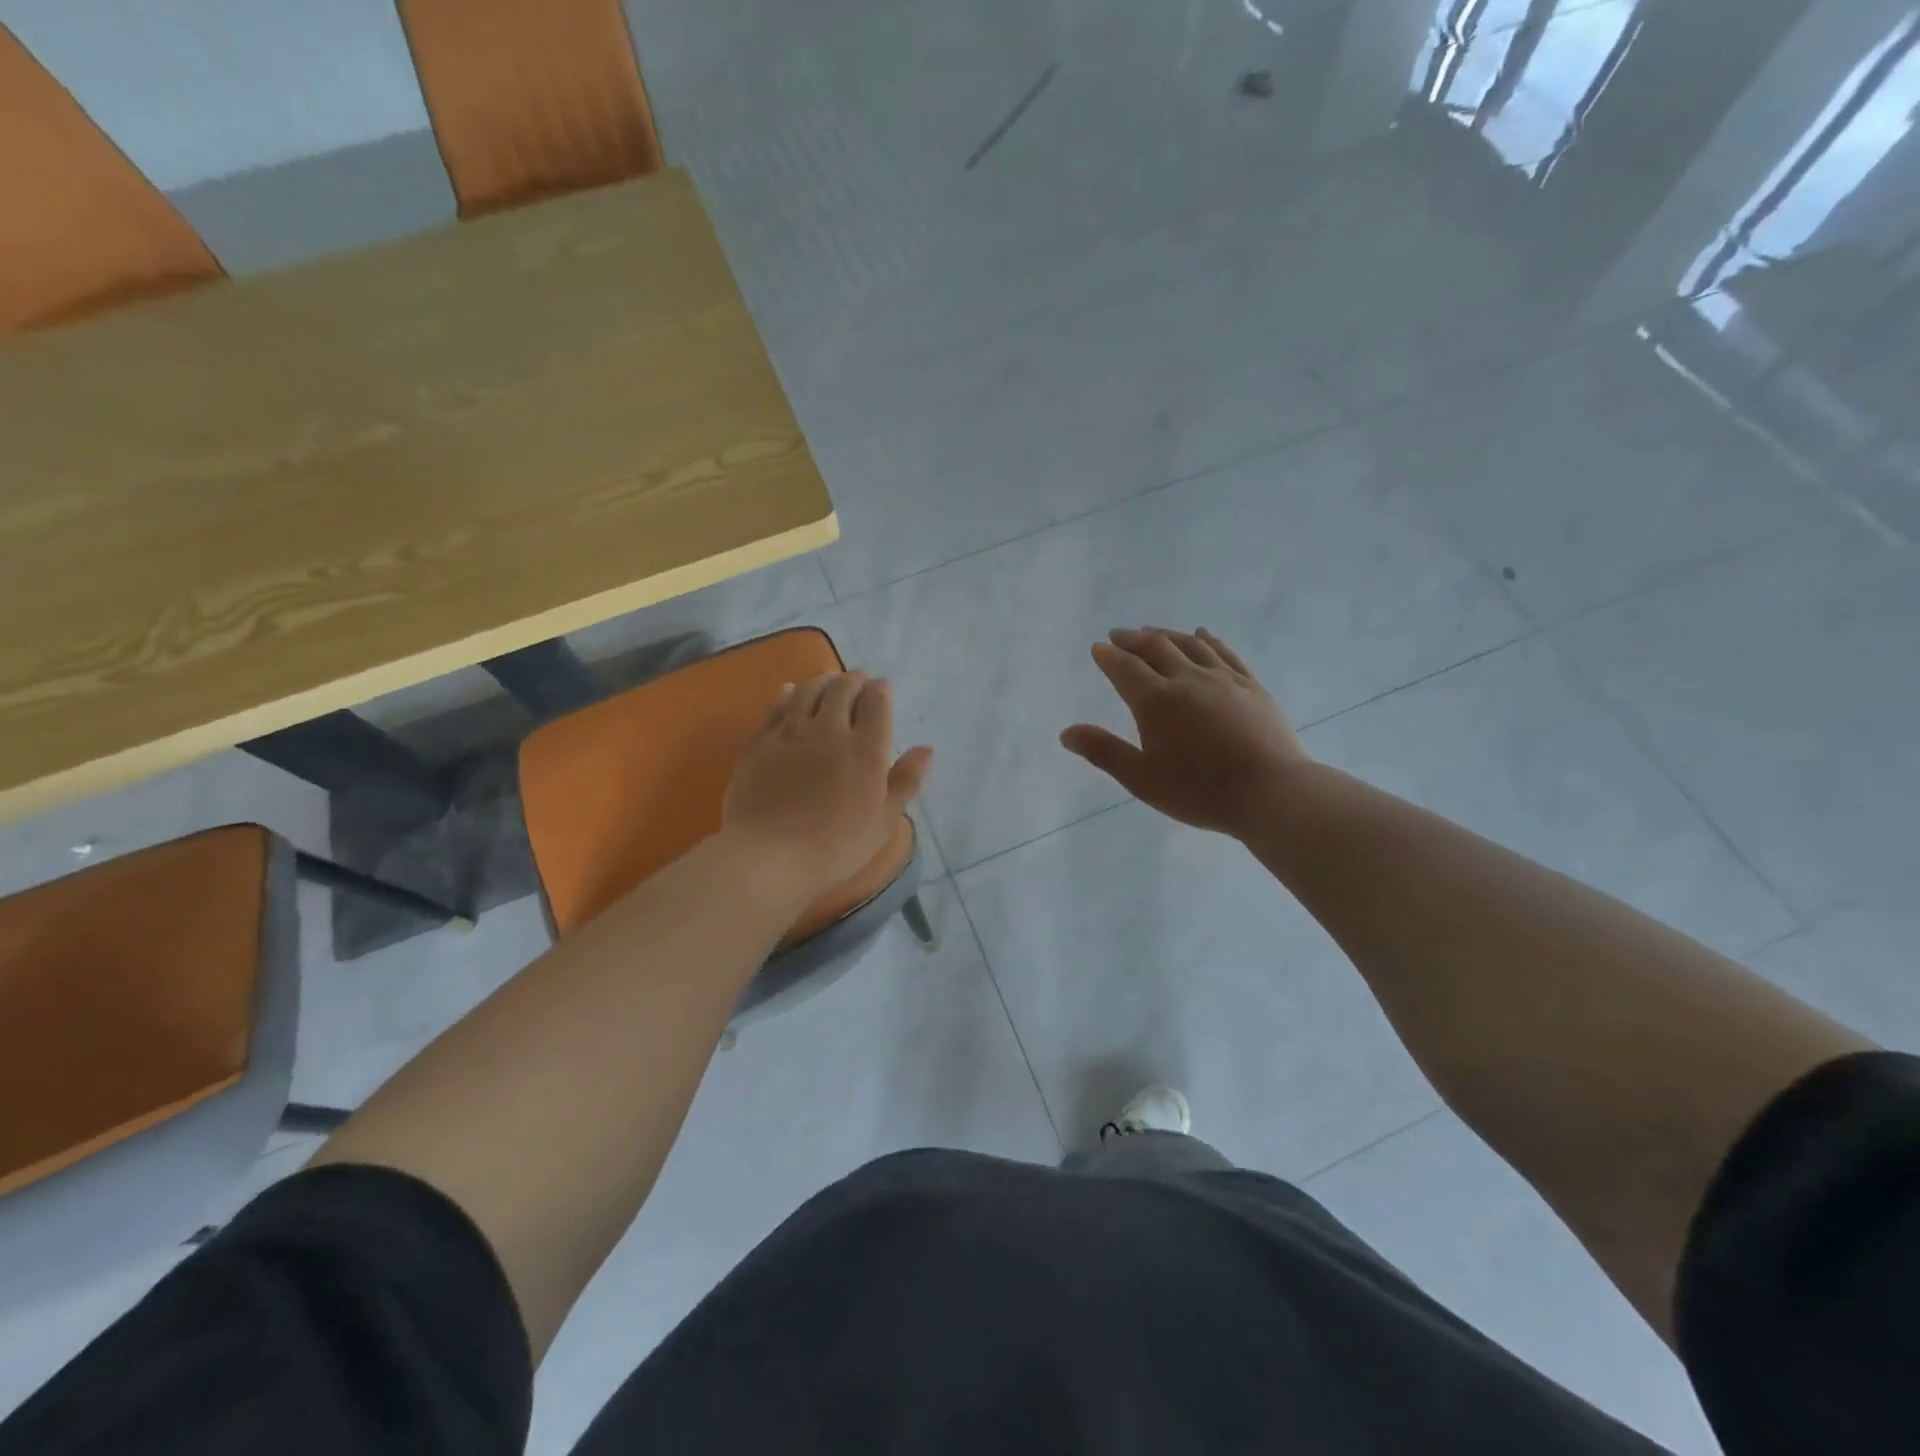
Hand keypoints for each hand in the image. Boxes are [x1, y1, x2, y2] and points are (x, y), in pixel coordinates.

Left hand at [723, 672, 932, 903]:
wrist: (768, 856)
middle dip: (854, 681)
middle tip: (858, 684)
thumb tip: (926, 750)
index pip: (877, 701)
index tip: (882, 691)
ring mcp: (791, 733)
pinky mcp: (760, 742)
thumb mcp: (883, 822)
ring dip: (823, 681)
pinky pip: (776, 707)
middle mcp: (830, 730)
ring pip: (809, 690)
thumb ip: (905, 781)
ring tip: (829, 683)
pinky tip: (789, 692)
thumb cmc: (835, 846)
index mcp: (866, 749)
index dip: (881, 690)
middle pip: (843, 688)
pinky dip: (787, 694)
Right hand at [1060, 627, 1309, 838]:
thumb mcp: (1141, 778)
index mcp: (1156, 701)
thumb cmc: (1199, 790)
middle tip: (1119, 634)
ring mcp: (1223, 679)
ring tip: (1152, 631)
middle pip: (1156, 648)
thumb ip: (1103, 752)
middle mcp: (1187, 679)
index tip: (1098, 649)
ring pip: (1190, 644)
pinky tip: (1202, 634)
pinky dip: (1208, 639)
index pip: (1125, 668)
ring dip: (1166, 634)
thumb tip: (1066, 733)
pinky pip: (1225, 652)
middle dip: (1133, 639)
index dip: (1108, 657)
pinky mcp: (1251, 685)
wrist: (1271, 792)